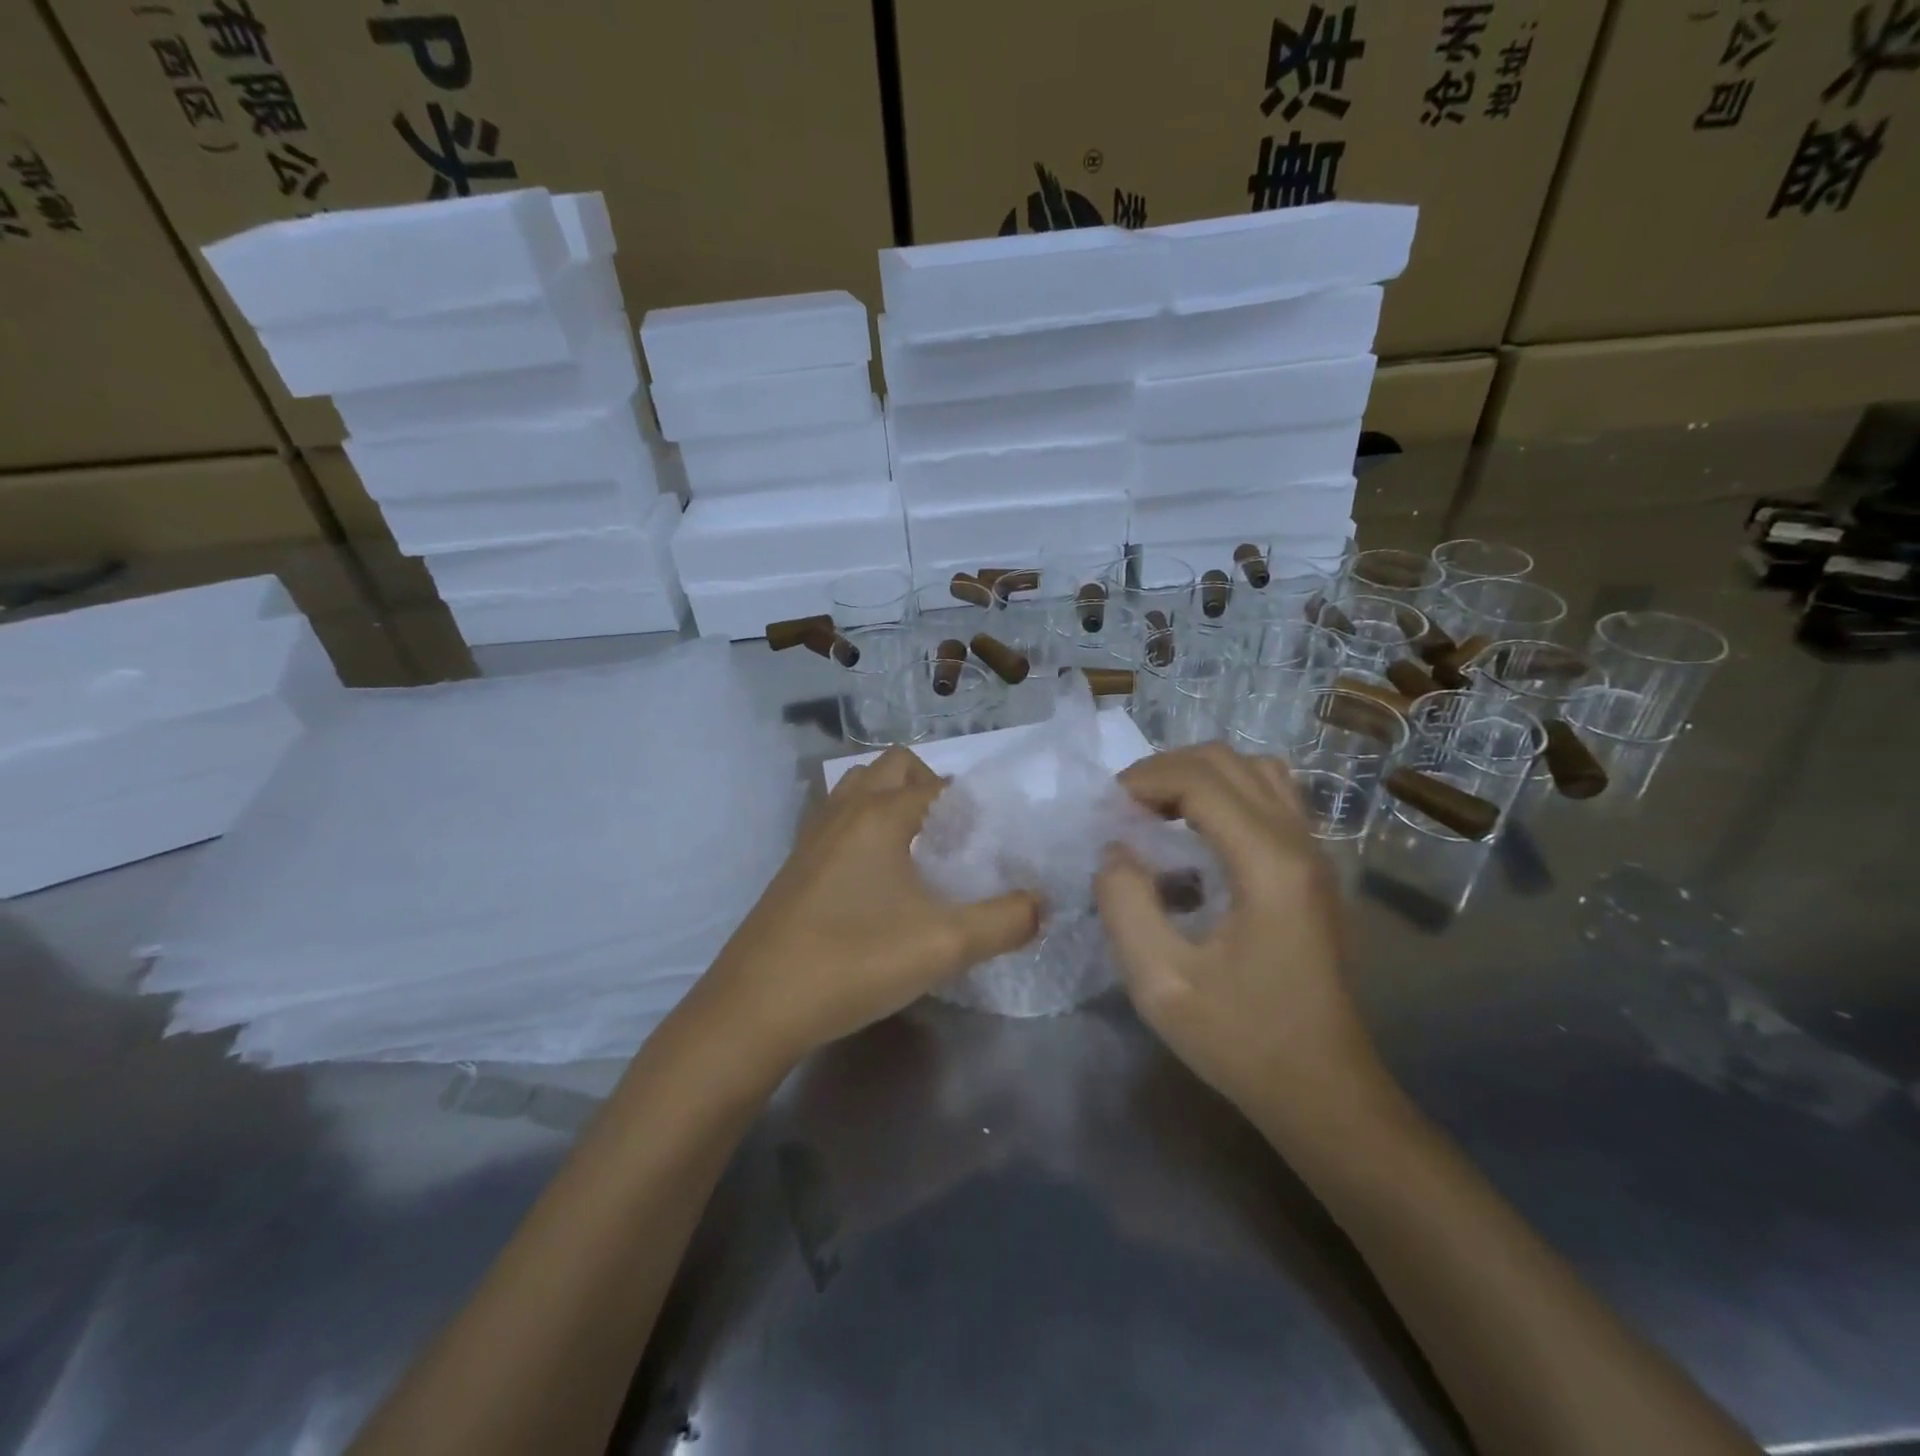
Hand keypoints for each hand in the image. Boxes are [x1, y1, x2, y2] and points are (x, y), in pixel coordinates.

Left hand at [698, 748, 1039, 1064]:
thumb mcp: (945, 945)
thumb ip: (1006, 921)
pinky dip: (863, 826)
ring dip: (891, 801)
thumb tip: (1041, 904)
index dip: (971, 805)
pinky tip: (876, 879)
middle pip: (893, 767)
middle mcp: (844, 811)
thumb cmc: (854, 962)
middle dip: (929, 786)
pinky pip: (837, 820)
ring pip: (858, 789)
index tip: (992, 841)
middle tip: (953, 836)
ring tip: (916, 849)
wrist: (757, 1007)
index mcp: (881, 814)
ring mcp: (812, 836)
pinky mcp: (795, 865)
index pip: (937, 784)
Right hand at [1094, 745, 1386, 1131]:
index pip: (1201, 780)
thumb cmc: (1242, 1040)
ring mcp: (1315, 853)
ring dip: (1199, 776)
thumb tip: (1115, 851)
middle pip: (1230, 761)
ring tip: (1157, 811)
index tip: (1106, 810)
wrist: (1324, 1090)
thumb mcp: (1160, 983)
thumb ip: (1125, 906)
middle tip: (1124, 808)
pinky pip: (1272, 798)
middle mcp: (1299, 843)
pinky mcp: (1315, 869)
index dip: (1144, 780)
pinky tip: (1198, 834)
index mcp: (1268, 864)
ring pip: (1256, 771)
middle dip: (1166, 770)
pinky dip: (1226, 793)